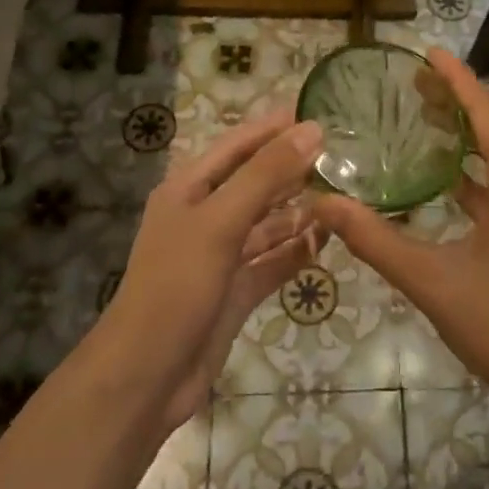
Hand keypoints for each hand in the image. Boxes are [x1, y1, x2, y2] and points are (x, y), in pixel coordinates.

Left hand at [99, 110, 324, 428]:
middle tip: (342, 153)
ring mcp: (221, 257)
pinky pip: (272, 262)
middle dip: (293, 168)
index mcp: (189, 189)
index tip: (316, 111)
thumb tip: (312, 129)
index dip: (273, 127)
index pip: (237, 145)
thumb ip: (266, 174)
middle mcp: (205, 217)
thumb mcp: (221, 221)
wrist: (145, 378)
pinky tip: (329, 241)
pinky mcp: (235, 292)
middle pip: (255, 182)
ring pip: (267, 224)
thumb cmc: (176, 285)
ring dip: (300, 211)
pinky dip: (297, 252)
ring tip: (344, 195)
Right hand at [311, 51, 488, 421]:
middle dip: (455, 101)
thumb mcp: (433, 280)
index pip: (484, 110)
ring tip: (422, 120)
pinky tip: (443, 182)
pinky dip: (474, 173)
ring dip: (465, 137)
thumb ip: (376, 240)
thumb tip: (322, 203)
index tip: (426, 51)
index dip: (455, 78)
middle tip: (410, 84)